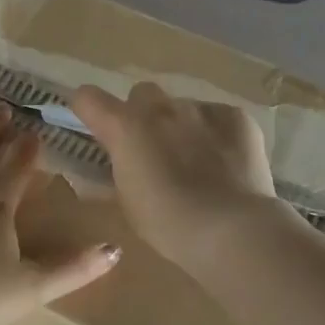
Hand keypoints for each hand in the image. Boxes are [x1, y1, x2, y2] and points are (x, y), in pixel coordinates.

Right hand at [70, 82, 279, 268]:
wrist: (233, 229)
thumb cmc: (169, 224)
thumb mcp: (128, 201)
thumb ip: (118, 169)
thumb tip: (117, 159)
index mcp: (125, 127)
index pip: (88, 97)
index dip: (90, 110)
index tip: (98, 127)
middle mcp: (160, 108)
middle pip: (141, 94)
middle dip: (143, 115)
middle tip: (154, 149)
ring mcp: (201, 108)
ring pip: (183, 108)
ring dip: (182, 127)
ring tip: (198, 163)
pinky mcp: (236, 117)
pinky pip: (218, 118)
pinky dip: (217, 135)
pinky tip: (227, 164)